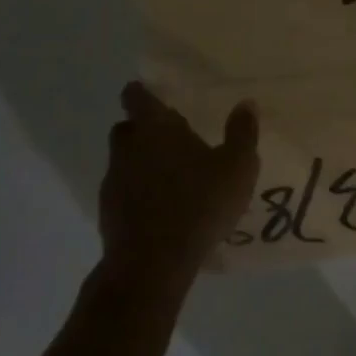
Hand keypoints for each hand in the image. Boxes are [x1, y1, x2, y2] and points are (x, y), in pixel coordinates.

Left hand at [98, 82, 259, 285]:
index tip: (158, 98)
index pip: (137, 96)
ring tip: (172, 179)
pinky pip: (124, 191)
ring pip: (124, 160)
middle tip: (173, 140)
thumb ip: (242, 133)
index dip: (144, 93)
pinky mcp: (108, 212)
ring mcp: (114, 180)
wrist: (153, 262)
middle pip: (128, 127)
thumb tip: (246, 104)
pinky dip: (138, 193)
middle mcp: (128, 147)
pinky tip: (163, 209)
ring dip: (142, 163)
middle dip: (145, 130)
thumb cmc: (200, 203)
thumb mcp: (238, 167)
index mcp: (156, 128)